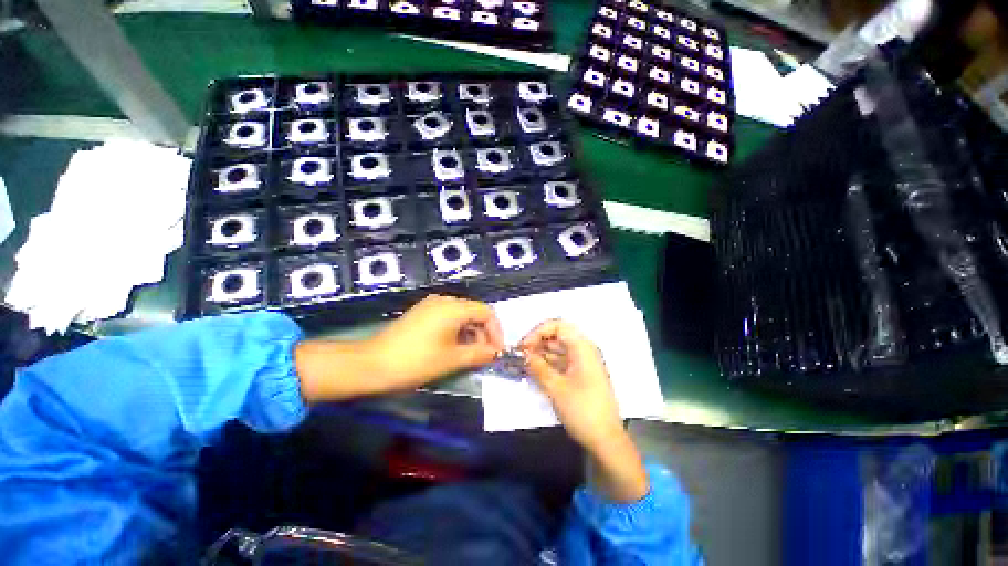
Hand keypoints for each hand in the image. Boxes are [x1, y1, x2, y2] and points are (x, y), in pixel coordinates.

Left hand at [366, 294, 504, 387]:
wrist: (372, 364)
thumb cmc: (416, 361)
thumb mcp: (452, 359)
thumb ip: (479, 354)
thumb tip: (496, 353)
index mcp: (453, 308)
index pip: (486, 312)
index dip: (496, 331)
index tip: (497, 351)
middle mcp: (444, 300)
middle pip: (474, 312)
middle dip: (484, 333)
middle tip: (485, 355)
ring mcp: (431, 305)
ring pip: (461, 315)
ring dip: (471, 333)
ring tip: (470, 354)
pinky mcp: (422, 313)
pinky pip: (448, 317)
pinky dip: (457, 331)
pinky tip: (454, 347)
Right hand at [519, 320, 622, 451]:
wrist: (606, 441)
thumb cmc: (582, 410)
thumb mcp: (555, 387)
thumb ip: (537, 366)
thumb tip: (523, 354)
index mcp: (582, 348)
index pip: (558, 326)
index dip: (538, 332)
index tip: (523, 346)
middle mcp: (584, 351)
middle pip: (557, 337)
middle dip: (537, 343)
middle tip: (519, 356)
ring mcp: (583, 364)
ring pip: (558, 350)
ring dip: (541, 354)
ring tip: (523, 364)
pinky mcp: (581, 376)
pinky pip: (561, 362)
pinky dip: (548, 364)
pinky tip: (534, 372)